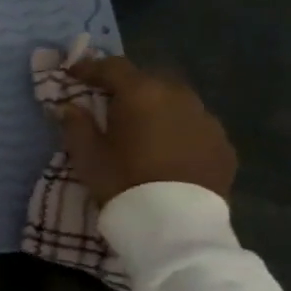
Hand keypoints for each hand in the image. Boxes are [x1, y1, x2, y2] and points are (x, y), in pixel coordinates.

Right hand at [55, 54, 236, 206]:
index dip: (90, 67)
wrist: (175, 224)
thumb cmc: (122, 182)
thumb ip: (76, 125)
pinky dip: (179, 131)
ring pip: (177, 102)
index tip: (73, 73)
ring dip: (157, 108)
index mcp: (141, 94)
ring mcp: (207, 120)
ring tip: (143, 129)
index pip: (113, 67)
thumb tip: (67, 106)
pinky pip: (196, 127)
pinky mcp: (224, 145)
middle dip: (127, 87)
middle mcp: (178, 96)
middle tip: (109, 103)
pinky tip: (170, 151)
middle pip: (149, 81)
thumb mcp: (87, 155)